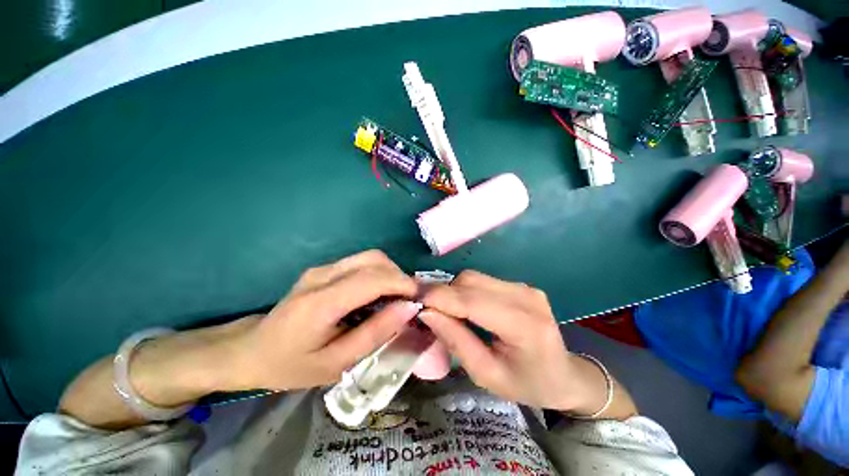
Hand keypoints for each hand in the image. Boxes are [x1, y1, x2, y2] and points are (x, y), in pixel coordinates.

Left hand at [238, 250, 420, 390]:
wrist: (252, 350)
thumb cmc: (292, 365)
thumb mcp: (337, 363)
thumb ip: (376, 333)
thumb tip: (408, 308)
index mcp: (320, 303)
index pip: (372, 278)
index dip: (402, 283)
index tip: (419, 299)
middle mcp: (322, 275)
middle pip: (374, 260)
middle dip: (399, 276)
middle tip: (407, 301)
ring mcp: (322, 268)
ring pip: (370, 257)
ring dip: (390, 273)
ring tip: (395, 298)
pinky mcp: (324, 268)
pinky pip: (361, 262)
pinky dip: (379, 274)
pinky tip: (378, 294)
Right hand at [419, 271, 601, 411]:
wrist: (565, 375)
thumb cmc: (527, 385)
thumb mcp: (487, 375)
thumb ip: (456, 341)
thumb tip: (427, 313)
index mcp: (524, 326)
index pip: (472, 301)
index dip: (439, 297)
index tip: (414, 301)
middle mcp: (526, 297)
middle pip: (471, 281)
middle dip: (443, 293)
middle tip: (426, 310)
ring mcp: (524, 287)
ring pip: (474, 277)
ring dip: (453, 291)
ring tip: (444, 311)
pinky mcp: (520, 285)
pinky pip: (482, 280)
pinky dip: (465, 290)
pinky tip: (462, 307)